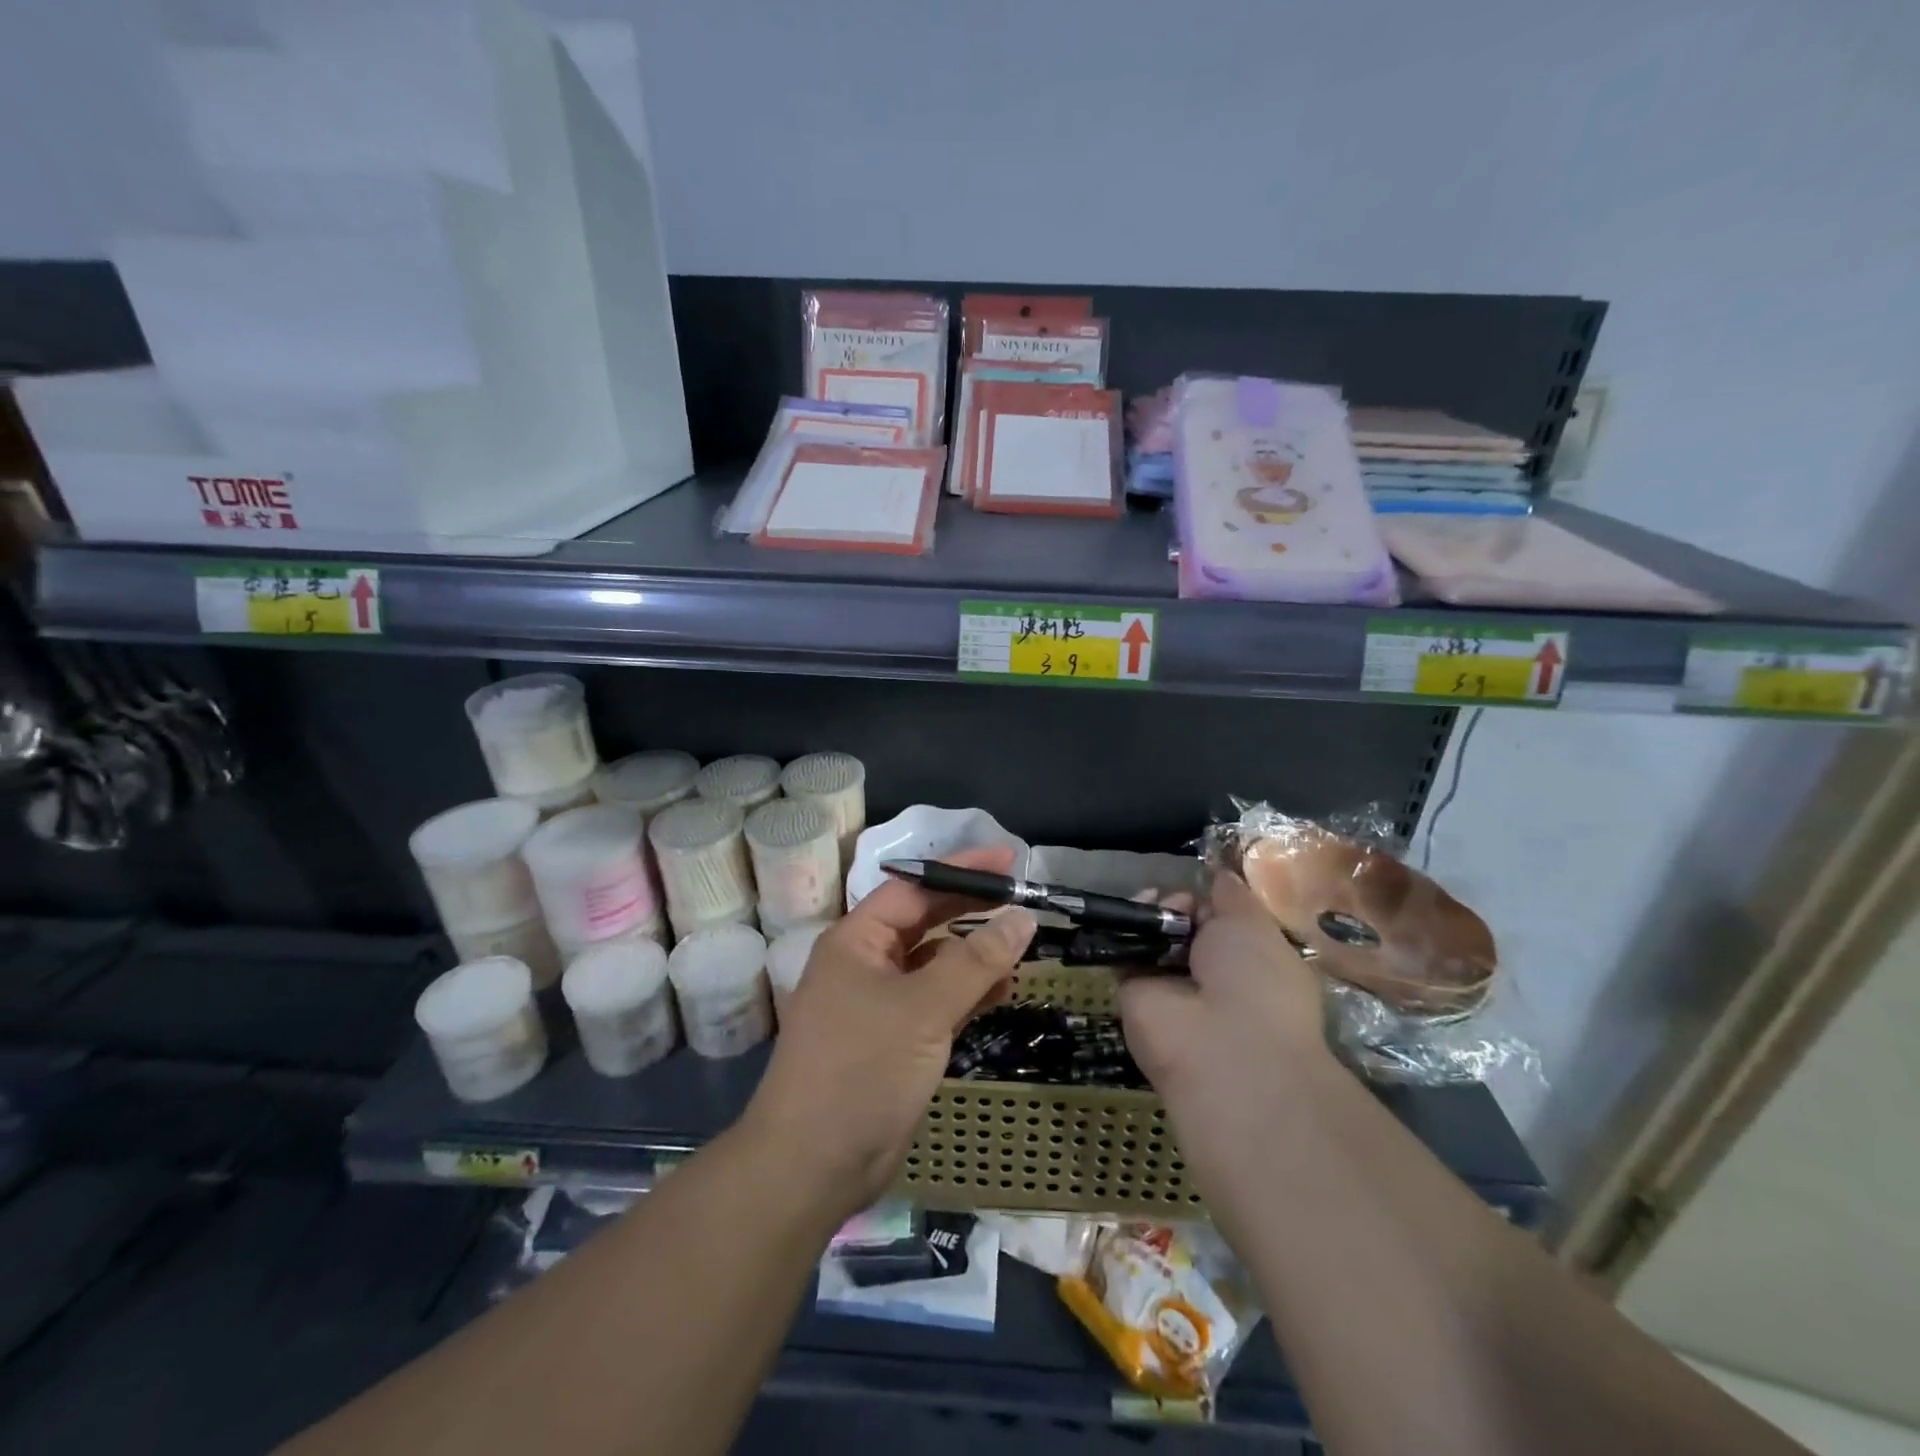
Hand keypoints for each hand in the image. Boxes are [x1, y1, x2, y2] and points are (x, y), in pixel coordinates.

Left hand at [740, 848, 1037, 1218]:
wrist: (813, 1166)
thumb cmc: (861, 1070)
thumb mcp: (923, 1008)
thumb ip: (976, 961)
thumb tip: (1022, 917)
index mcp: (857, 940)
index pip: (914, 888)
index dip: (960, 870)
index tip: (1008, 860)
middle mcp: (866, 963)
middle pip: (925, 921)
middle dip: (972, 910)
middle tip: (1022, 899)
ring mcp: (880, 1003)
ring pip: (935, 963)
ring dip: (975, 954)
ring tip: (1023, 944)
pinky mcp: (896, 1040)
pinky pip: (938, 1001)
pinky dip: (970, 993)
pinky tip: (1005, 989)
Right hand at [1120, 870, 1330, 1114]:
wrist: (1222, 1044)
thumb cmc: (1257, 980)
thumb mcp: (1254, 924)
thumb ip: (1232, 897)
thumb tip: (1220, 875)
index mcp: (1250, 964)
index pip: (1222, 923)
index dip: (1212, 901)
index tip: (1204, 886)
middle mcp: (1209, 976)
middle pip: (1183, 927)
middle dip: (1179, 904)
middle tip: (1177, 899)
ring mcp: (1169, 987)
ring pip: (1152, 936)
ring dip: (1151, 913)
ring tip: (1155, 903)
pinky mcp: (1133, 993)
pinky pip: (1124, 952)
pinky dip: (1124, 929)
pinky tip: (1133, 913)